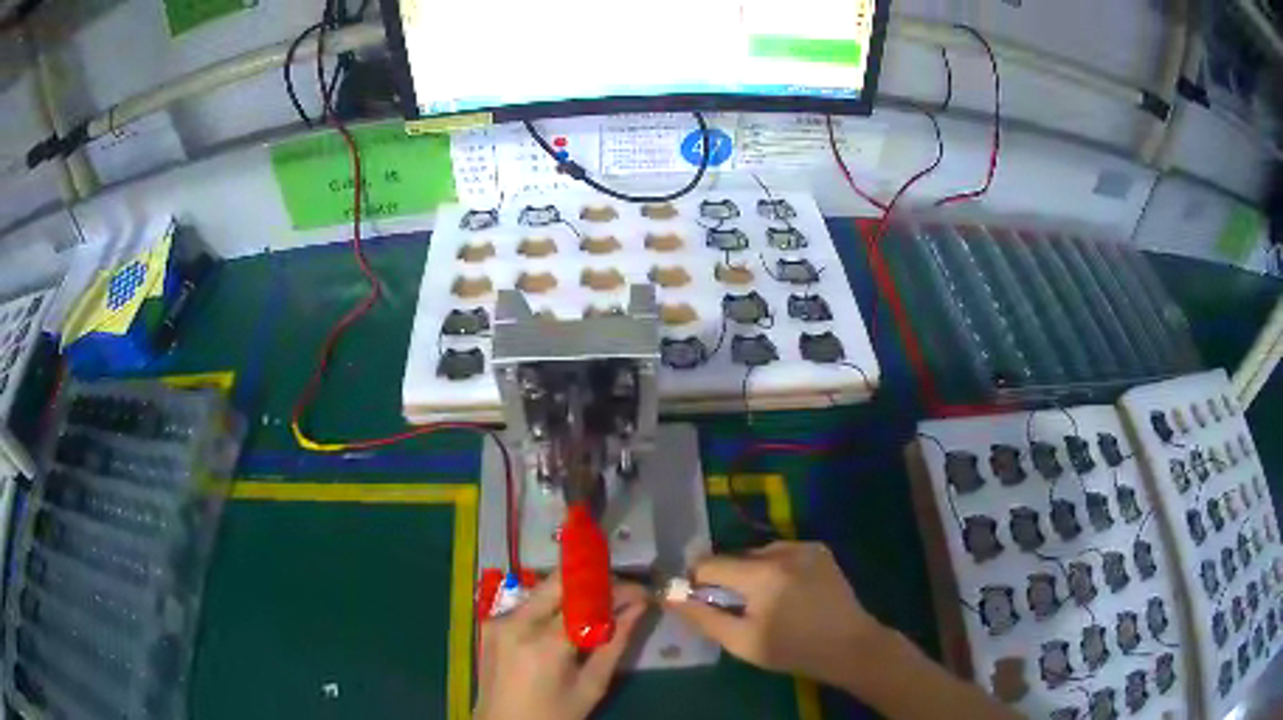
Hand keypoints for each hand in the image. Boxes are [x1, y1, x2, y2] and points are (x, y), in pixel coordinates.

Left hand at [474, 572, 648, 719]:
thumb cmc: (553, 716)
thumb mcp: (591, 687)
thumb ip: (615, 644)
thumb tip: (639, 608)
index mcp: (543, 644)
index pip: (587, 599)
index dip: (618, 590)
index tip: (642, 593)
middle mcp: (516, 623)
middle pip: (559, 582)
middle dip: (594, 581)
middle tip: (621, 594)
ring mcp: (498, 621)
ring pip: (543, 590)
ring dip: (574, 593)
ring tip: (600, 608)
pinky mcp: (490, 624)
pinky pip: (528, 605)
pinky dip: (552, 607)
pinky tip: (568, 623)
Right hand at [664, 541, 882, 690]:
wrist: (849, 645)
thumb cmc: (792, 649)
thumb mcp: (741, 642)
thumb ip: (703, 617)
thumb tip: (670, 596)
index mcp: (761, 574)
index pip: (709, 564)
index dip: (697, 581)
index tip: (701, 600)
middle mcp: (782, 550)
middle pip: (734, 557)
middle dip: (727, 579)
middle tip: (737, 608)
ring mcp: (804, 546)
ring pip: (758, 553)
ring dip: (751, 572)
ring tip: (764, 601)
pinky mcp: (819, 549)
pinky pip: (782, 552)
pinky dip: (774, 567)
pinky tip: (785, 591)